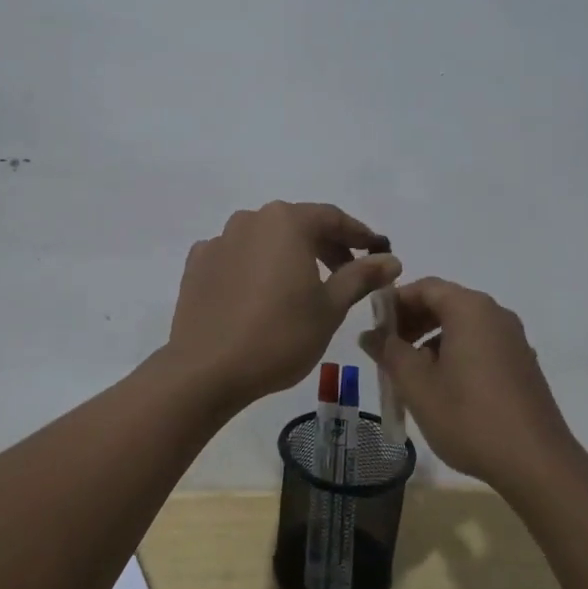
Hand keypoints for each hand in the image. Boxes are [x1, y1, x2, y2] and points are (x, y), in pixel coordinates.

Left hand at [166, 201, 400, 408]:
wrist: (206, 370)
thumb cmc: (279, 335)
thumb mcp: (330, 308)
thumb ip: (360, 276)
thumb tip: (390, 259)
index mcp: (286, 221)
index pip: (332, 218)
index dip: (359, 235)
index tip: (378, 253)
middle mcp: (250, 219)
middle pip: (298, 225)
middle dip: (326, 246)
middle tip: (348, 274)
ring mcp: (219, 240)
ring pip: (266, 240)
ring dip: (290, 255)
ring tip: (305, 287)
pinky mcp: (197, 264)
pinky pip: (237, 257)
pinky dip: (256, 268)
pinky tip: (262, 295)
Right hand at [360, 277, 578, 495]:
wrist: (536, 463)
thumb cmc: (469, 417)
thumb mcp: (417, 385)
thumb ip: (390, 352)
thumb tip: (370, 334)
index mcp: (470, 309)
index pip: (425, 287)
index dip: (395, 302)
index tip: (374, 326)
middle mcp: (495, 314)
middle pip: (445, 302)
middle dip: (412, 321)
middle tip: (387, 350)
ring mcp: (514, 339)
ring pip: (463, 325)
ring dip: (432, 339)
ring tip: (411, 372)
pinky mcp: (523, 363)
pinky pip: (481, 344)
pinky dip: (456, 352)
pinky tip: (444, 387)